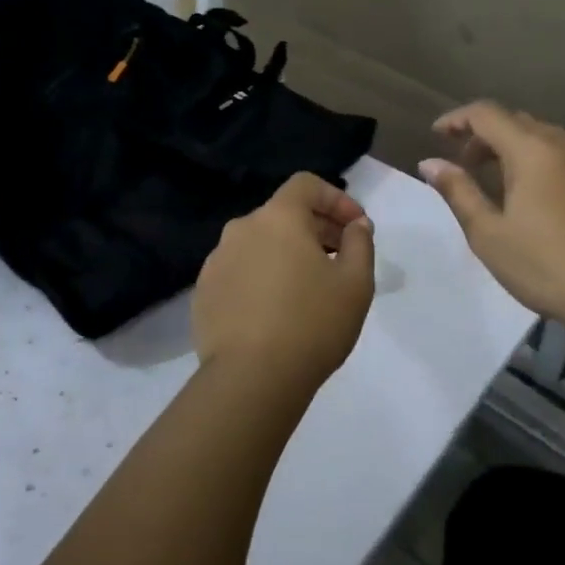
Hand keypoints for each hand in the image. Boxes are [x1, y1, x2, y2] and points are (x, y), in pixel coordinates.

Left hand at [193, 172, 375, 391]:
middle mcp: (241, 229)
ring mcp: (216, 261)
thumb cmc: (312, 324)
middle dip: (316, 228)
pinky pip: (240, 271)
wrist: (250, 379)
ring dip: (287, 254)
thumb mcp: (355, 283)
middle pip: (283, 213)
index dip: (336, 199)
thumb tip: (356, 224)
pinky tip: (276, 311)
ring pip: (260, 243)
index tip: (356, 227)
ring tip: (309, 288)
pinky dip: (262, 277)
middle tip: (341, 259)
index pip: (306, 185)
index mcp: (278, 217)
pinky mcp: (204, 292)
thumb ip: (360, 243)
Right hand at [419, 101, 564, 335]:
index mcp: (530, 151)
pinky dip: (561, 151)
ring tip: (508, 176)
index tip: (437, 135)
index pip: (486, 115)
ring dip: (521, 145)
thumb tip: (430, 163)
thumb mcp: (488, 234)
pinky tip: (560, 170)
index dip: (457, 119)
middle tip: (467, 166)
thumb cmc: (545, 267)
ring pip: (550, 134)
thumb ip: (458, 191)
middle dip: (486, 136)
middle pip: (517, 122)